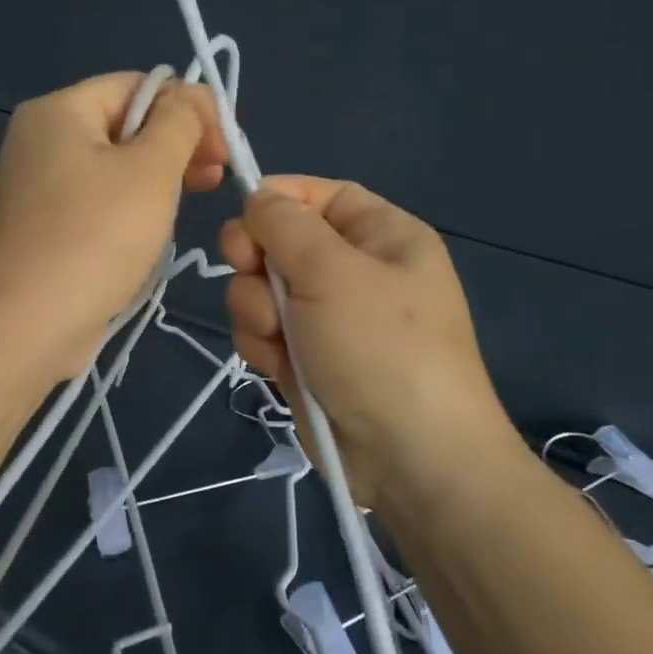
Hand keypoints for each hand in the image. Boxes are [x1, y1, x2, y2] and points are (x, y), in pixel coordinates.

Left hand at [0, 73, 226, 378]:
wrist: (28, 323)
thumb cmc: (96, 235)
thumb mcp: (151, 169)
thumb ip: (180, 122)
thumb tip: (190, 97)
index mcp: (59, 110)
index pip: (136, 86)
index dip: (187, 107)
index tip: (223, 146)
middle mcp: (40, 139)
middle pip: (124, 124)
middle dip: (176, 144)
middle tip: (215, 176)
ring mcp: (37, 185)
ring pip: (113, 165)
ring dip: (157, 177)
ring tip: (192, 202)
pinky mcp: (43, 225)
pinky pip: (97, 199)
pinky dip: (129, 206)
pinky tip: (154, 230)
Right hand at [220, 177, 519, 505]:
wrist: (408, 459)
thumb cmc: (380, 347)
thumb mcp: (332, 271)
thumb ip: (285, 224)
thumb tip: (259, 196)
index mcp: (382, 236)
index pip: (322, 195)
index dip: (280, 198)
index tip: (243, 214)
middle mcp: (355, 271)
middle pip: (281, 241)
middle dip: (258, 260)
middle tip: (249, 272)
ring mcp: (328, 318)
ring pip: (263, 289)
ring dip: (256, 309)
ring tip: (277, 337)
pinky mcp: (306, 358)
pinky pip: (264, 330)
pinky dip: (262, 344)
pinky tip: (276, 366)